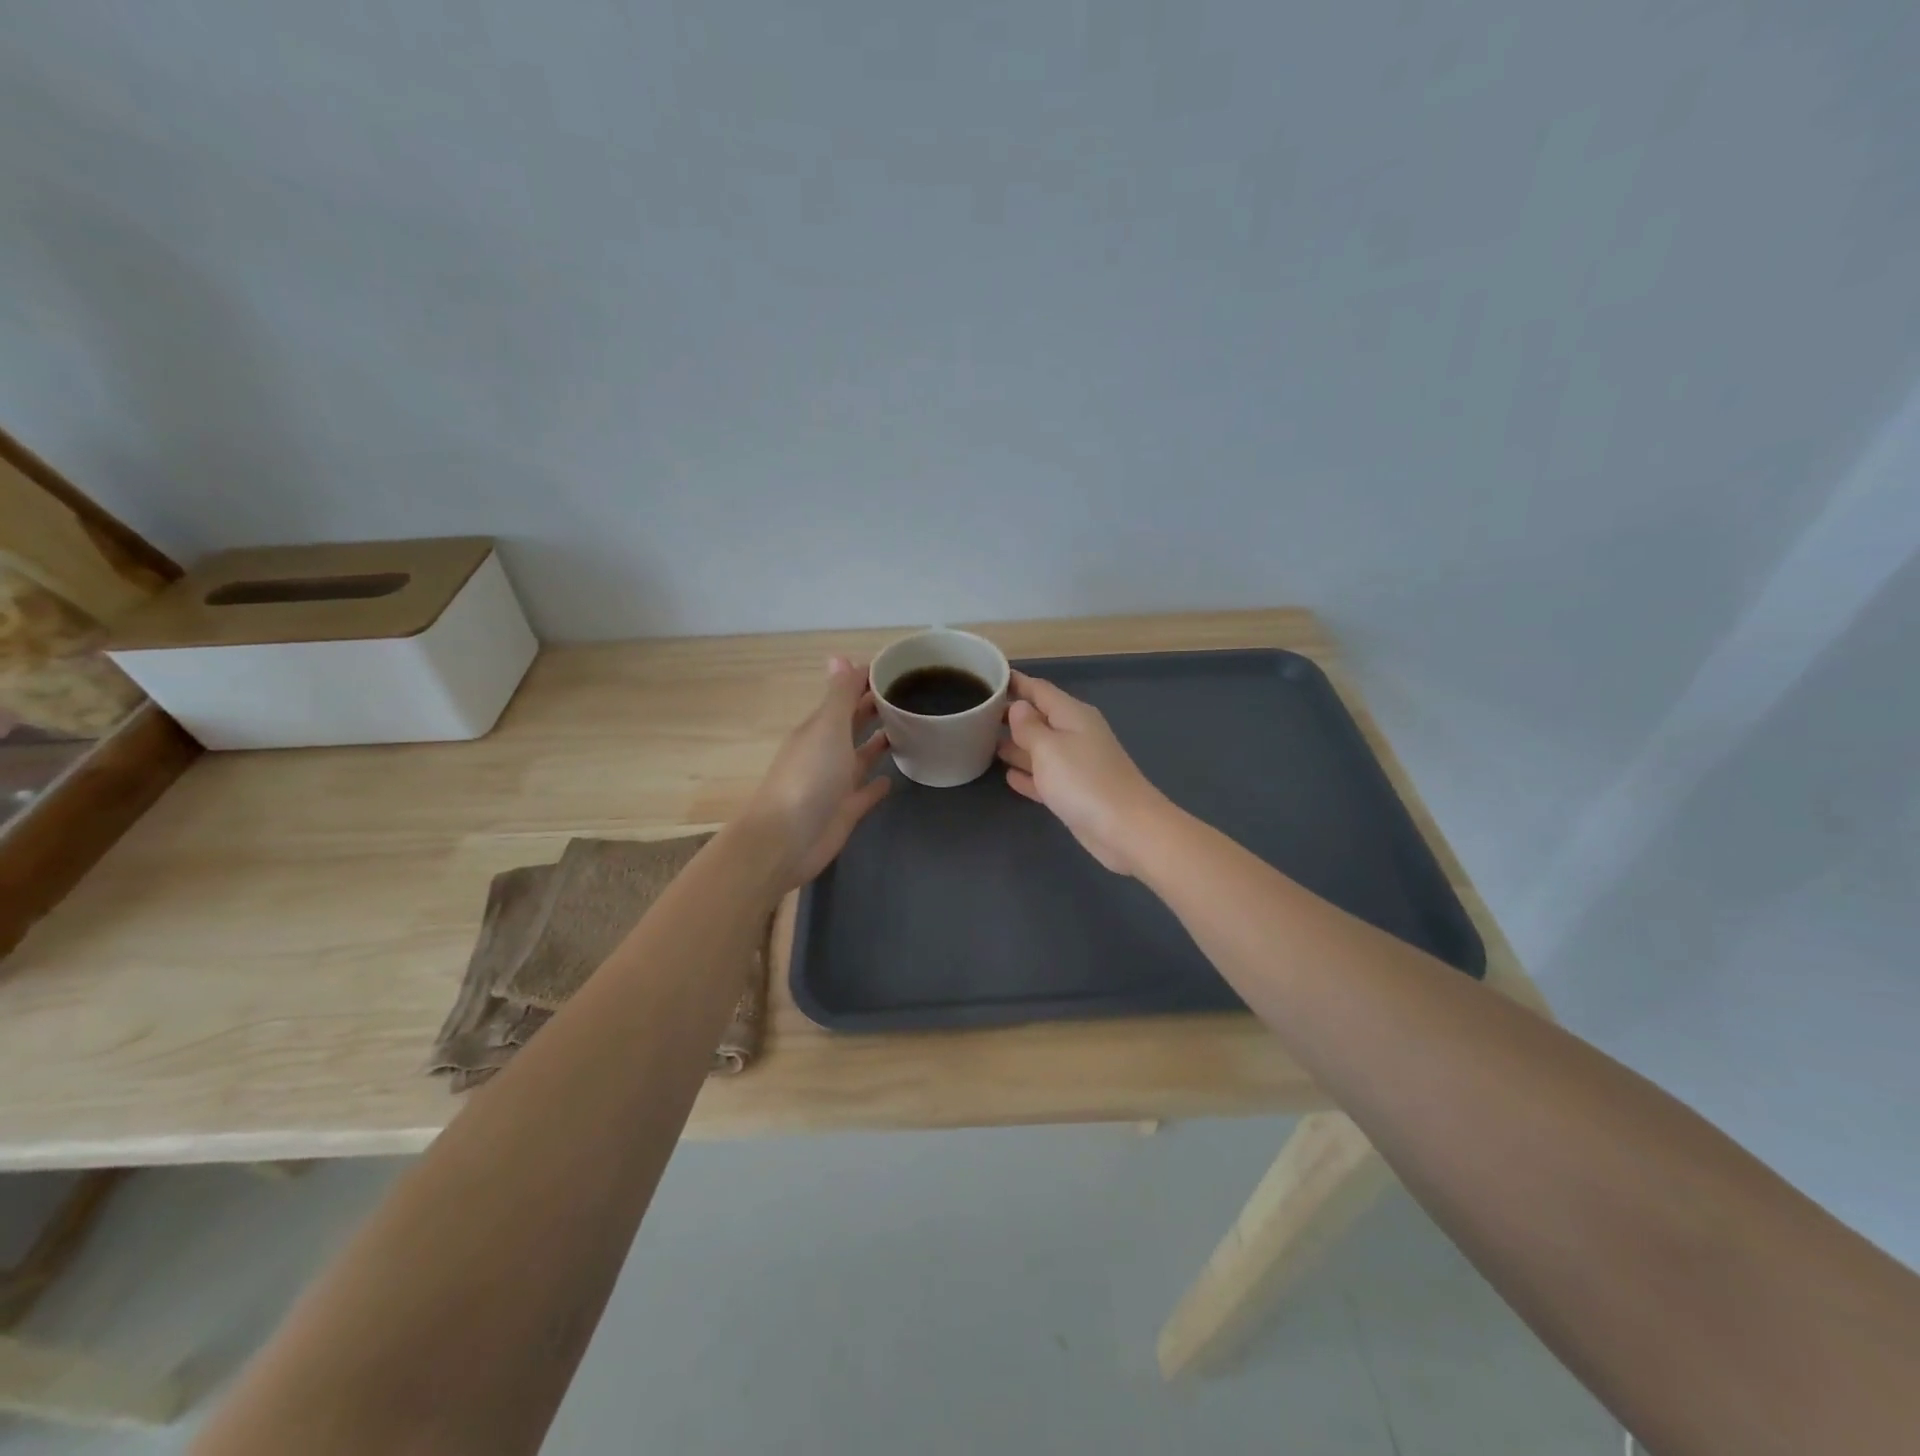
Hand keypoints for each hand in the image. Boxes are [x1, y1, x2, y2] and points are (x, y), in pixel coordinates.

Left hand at [746, 657, 891, 888]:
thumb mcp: (826, 728)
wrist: (787, 839)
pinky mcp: (846, 810)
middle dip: (874, 708)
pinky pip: (866, 793)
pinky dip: (878, 784)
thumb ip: (839, 695)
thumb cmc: (809, 777)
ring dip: (879, 743)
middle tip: (910, 694)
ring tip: (909, 729)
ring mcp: (835, 782)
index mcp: (819, 728)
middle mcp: (826, 751)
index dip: (867, 681)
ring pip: (861, 756)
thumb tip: (839, 656)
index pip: (845, 696)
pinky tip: (895, 777)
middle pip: (853, 723)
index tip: (899, 668)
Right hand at [996, 671, 1173, 875]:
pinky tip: (1008, 776)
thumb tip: (1018, 706)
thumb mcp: (1049, 747)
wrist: (1126, 829)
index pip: (1039, 690)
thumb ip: (1029, 726)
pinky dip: (1028, 774)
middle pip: (1039, 718)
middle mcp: (1076, 734)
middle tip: (976, 714)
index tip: (988, 677)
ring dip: (1016, 745)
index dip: (1015, 683)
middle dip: (1011, 715)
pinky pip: (1046, 777)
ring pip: (1040, 748)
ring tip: (983, 742)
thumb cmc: (1083, 781)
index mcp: (1072, 715)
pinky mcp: (1075, 793)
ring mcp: (1077, 765)